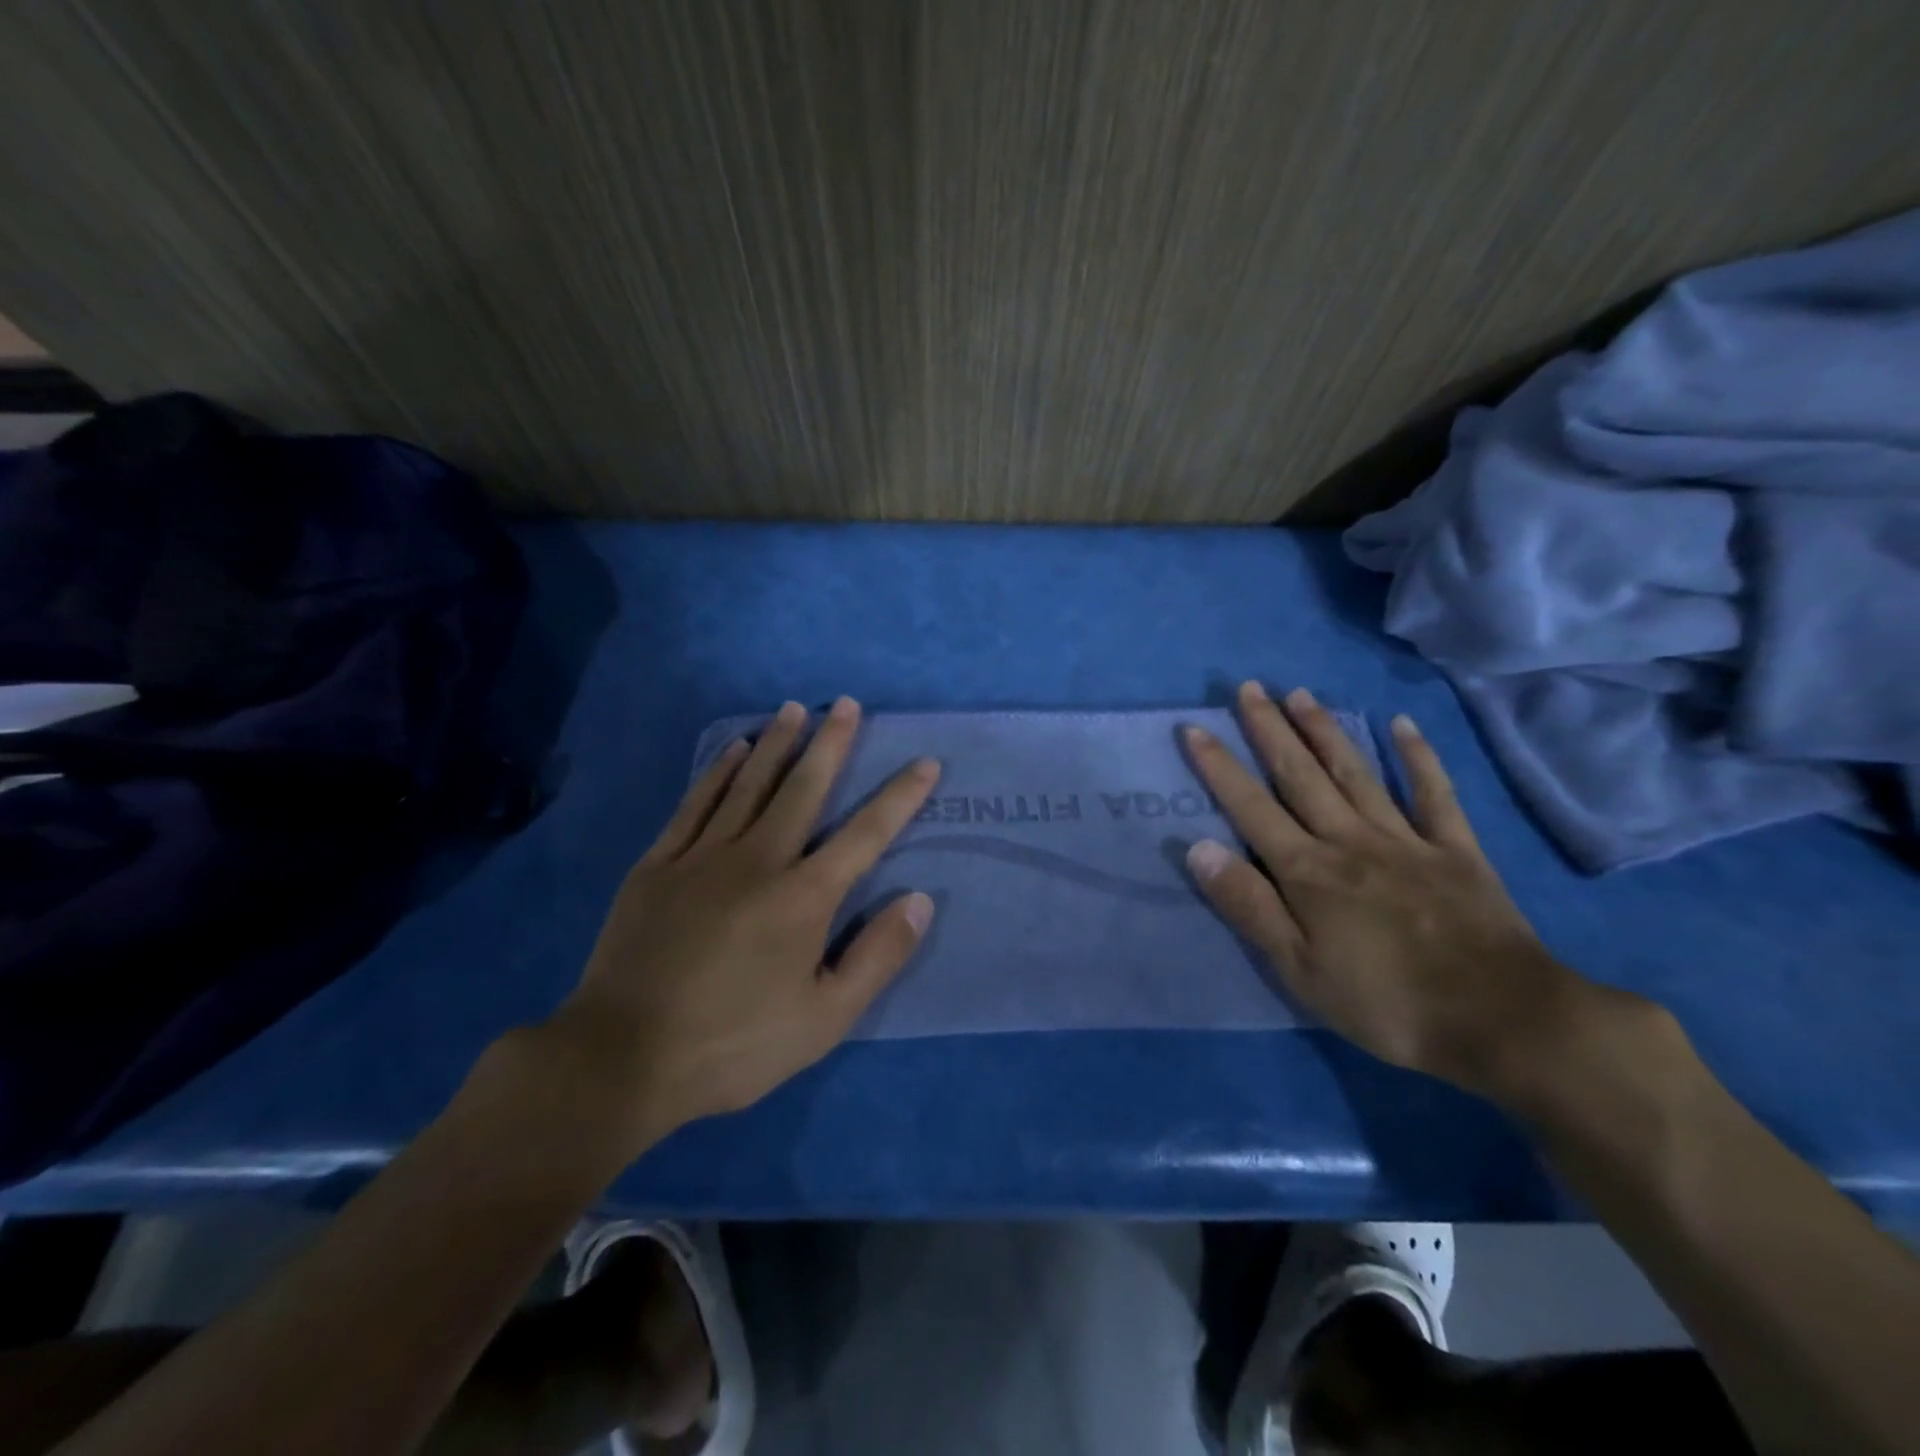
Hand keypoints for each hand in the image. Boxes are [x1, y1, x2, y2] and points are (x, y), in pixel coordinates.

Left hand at [548, 696, 938, 1138]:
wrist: (621, 1058)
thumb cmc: (733, 1044)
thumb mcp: (824, 1020)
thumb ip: (876, 956)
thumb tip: (918, 900)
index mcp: (803, 897)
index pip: (866, 834)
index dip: (900, 797)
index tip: (924, 763)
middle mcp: (758, 860)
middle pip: (803, 788)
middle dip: (831, 743)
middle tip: (847, 704)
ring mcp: (703, 856)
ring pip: (748, 784)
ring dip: (776, 743)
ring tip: (795, 709)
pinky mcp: (658, 864)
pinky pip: (695, 803)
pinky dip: (718, 772)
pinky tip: (733, 749)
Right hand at [1182, 681, 1644, 1104]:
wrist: (1503, 1021)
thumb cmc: (1386, 1004)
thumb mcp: (1299, 969)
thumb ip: (1249, 905)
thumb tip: (1198, 848)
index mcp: (1308, 871)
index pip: (1251, 807)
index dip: (1220, 767)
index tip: (1195, 728)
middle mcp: (1350, 840)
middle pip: (1301, 776)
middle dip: (1270, 730)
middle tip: (1249, 687)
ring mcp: (1406, 840)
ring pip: (1356, 773)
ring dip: (1326, 731)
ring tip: (1301, 693)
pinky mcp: (1456, 851)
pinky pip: (1434, 795)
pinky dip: (1419, 758)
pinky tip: (1403, 726)